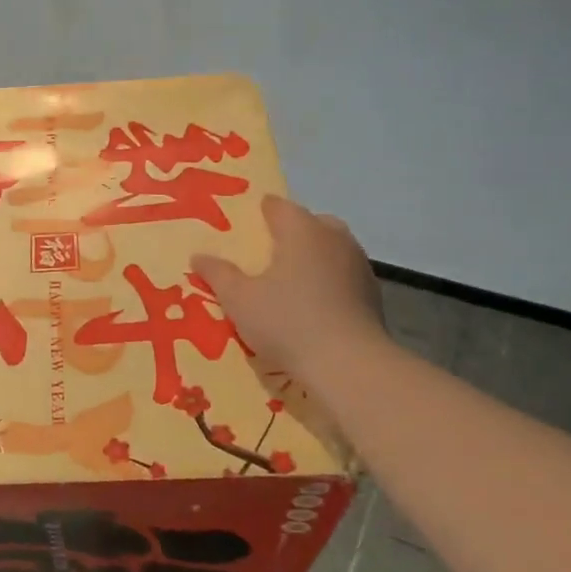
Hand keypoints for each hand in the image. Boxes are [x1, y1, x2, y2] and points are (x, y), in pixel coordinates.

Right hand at [192, 195, 389, 385]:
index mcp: (301, 230)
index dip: (260, 212)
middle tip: (267, 255)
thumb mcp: (239, 300)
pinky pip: (344, 274)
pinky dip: (329, 281)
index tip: (244, 228)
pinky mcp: (372, 292)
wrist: (349, 364)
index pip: (278, 206)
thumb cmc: (287, 322)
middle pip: (309, 223)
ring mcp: (358, 264)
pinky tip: (315, 306)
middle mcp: (334, 237)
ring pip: (331, 248)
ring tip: (290, 282)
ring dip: (312, 257)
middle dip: (290, 233)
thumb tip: (198, 256)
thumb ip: (218, 274)